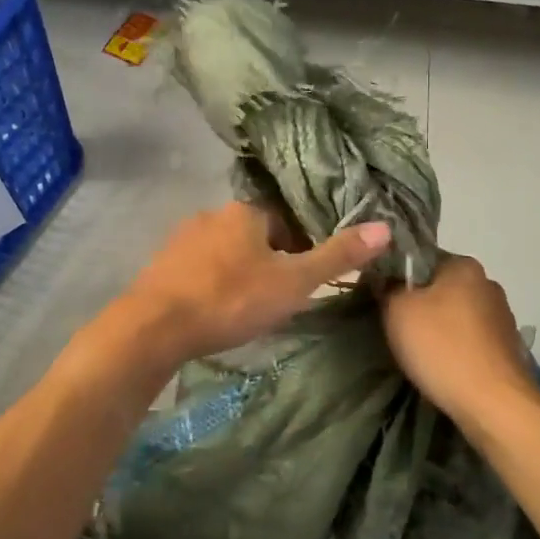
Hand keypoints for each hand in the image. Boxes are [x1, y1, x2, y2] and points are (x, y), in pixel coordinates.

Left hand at [115, 202, 391, 367]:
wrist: (155, 327)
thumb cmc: (231, 299)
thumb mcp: (293, 282)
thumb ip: (337, 256)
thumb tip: (384, 227)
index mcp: (245, 211)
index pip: (285, 218)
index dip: (300, 246)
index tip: (304, 277)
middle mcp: (212, 215)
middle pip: (254, 233)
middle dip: (268, 259)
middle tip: (278, 297)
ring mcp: (181, 239)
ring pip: (224, 251)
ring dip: (238, 272)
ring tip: (246, 307)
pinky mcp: (161, 264)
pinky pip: (198, 269)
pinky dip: (211, 283)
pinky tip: (214, 310)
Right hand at [380, 254, 538, 423]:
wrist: (494, 404)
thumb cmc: (441, 347)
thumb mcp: (397, 310)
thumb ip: (388, 286)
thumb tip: (387, 279)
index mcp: (464, 265)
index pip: (421, 258)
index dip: (398, 276)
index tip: (383, 298)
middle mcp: (488, 282)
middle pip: (441, 286)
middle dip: (420, 302)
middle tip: (396, 326)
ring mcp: (503, 316)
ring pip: (457, 313)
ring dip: (440, 326)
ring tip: (419, 351)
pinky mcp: (509, 347)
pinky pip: (472, 338)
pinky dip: (457, 347)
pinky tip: (444, 365)